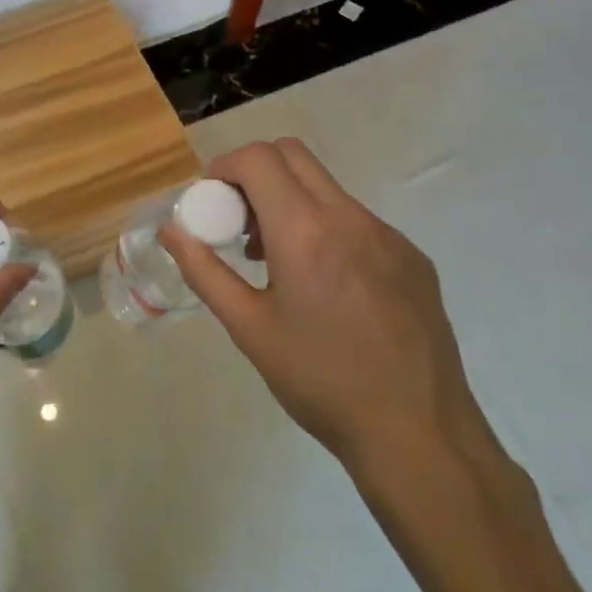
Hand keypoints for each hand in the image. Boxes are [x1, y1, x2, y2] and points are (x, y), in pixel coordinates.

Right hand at [161, 139, 489, 480]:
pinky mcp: (413, 257)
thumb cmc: (321, 382)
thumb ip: (204, 271)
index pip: (258, 158)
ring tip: (278, 261)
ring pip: (326, 187)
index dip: (224, 167)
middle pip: (292, 155)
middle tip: (240, 222)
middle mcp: (349, 217)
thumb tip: (171, 230)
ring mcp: (388, 235)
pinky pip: (357, 220)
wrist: (420, 436)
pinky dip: (326, 228)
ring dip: (290, 201)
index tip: (211, 202)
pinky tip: (327, 287)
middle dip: (255, 174)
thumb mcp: (249, 328)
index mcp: (304, 231)